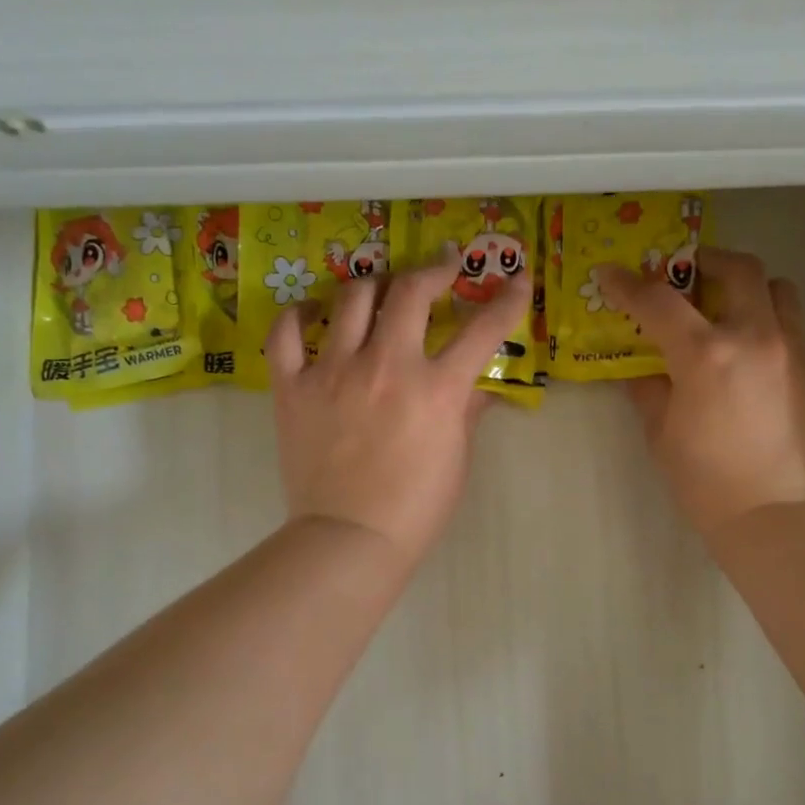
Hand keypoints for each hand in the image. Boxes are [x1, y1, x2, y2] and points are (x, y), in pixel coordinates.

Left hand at [266, 264, 530, 566]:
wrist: (349, 539)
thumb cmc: (415, 509)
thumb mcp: (456, 460)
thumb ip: (467, 413)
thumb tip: (479, 386)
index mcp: (436, 388)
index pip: (483, 328)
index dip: (508, 298)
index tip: (518, 278)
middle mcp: (387, 365)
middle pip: (411, 291)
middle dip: (433, 269)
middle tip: (441, 266)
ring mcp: (334, 371)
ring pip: (352, 298)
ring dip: (373, 284)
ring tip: (380, 287)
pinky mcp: (293, 387)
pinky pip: (287, 333)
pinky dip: (298, 315)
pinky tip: (311, 313)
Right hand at [596, 247, 804, 542]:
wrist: (775, 513)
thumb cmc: (705, 481)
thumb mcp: (661, 434)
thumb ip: (649, 389)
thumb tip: (641, 368)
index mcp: (705, 355)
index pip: (659, 302)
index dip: (629, 284)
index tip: (611, 275)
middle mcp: (754, 337)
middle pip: (736, 269)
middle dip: (704, 262)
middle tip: (682, 274)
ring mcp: (790, 349)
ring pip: (776, 288)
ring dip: (746, 286)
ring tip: (724, 308)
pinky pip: (790, 321)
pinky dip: (765, 318)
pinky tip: (745, 350)